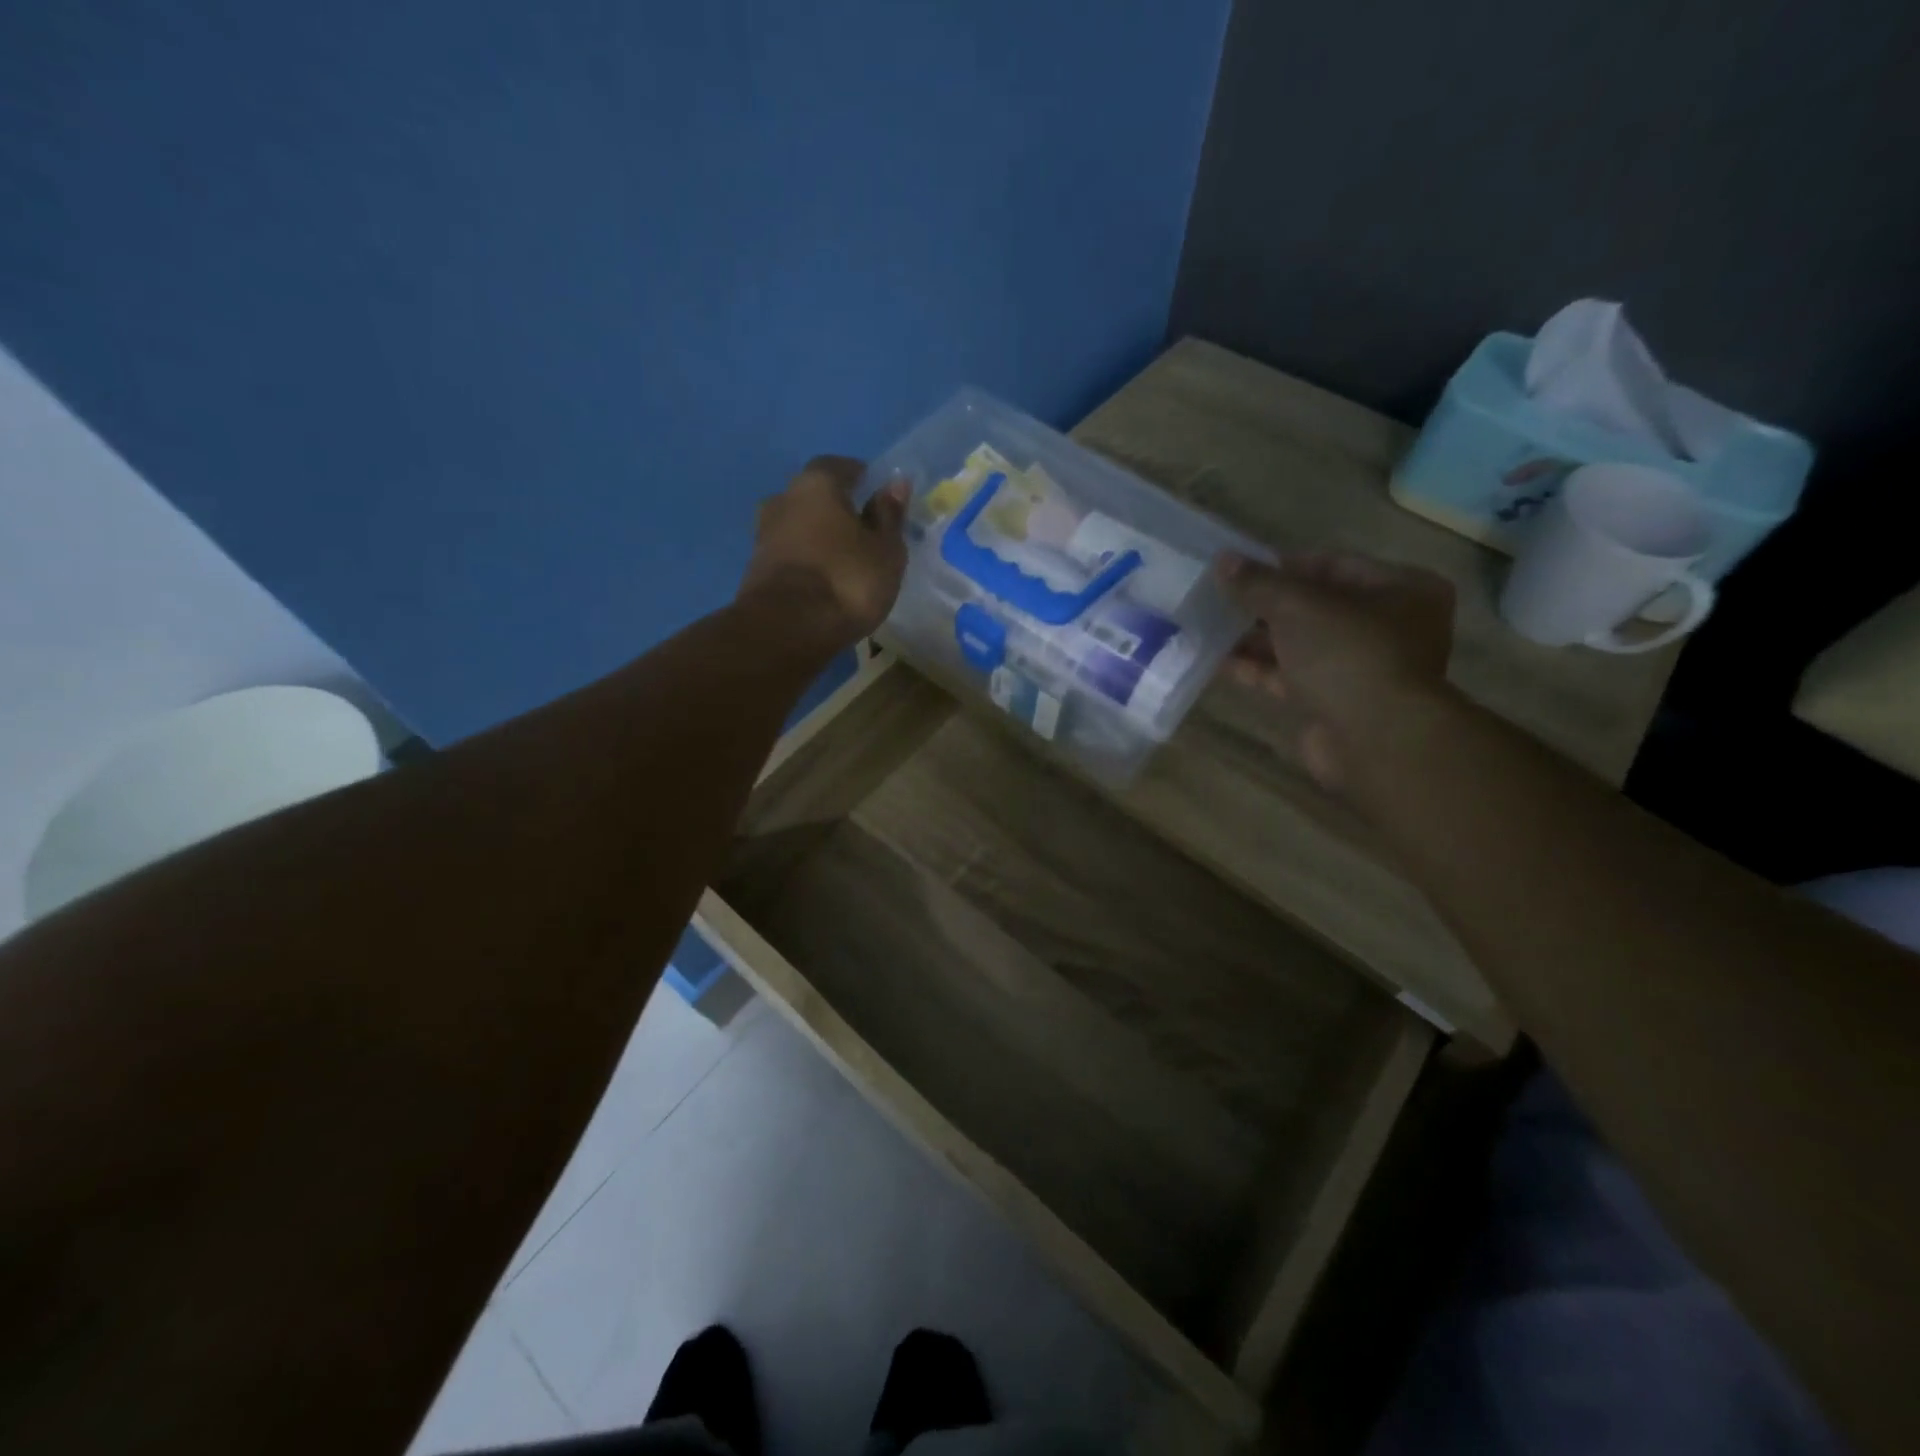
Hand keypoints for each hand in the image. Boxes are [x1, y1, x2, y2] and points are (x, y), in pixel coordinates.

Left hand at [736, 455, 909, 649]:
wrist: (786, 629)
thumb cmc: (847, 580)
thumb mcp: (885, 550)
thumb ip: (889, 515)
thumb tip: (894, 484)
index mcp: (816, 484)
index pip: (840, 466)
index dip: (861, 478)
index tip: (878, 496)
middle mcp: (783, 499)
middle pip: (814, 496)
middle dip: (837, 509)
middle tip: (862, 532)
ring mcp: (763, 534)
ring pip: (798, 526)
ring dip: (818, 537)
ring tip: (844, 561)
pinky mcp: (755, 569)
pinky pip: (789, 554)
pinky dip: (805, 561)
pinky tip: (823, 581)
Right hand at [1217, 550, 1455, 789]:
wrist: (1374, 740)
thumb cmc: (1348, 655)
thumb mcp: (1297, 606)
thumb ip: (1258, 583)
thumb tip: (1222, 560)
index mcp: (1401, 589)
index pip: (1334, 564)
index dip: (1284, 565)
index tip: (1239, 570)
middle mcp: (1388, 627)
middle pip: (1315, 607)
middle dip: (1265, 605)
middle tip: (1220, 599)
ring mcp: (1360, 669)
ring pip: (1300, 644)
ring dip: (1256, 639)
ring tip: (1209, 627)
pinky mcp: (1334, 703)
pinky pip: (1291, 677)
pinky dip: (1259, 669)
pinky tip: (1218, 661)